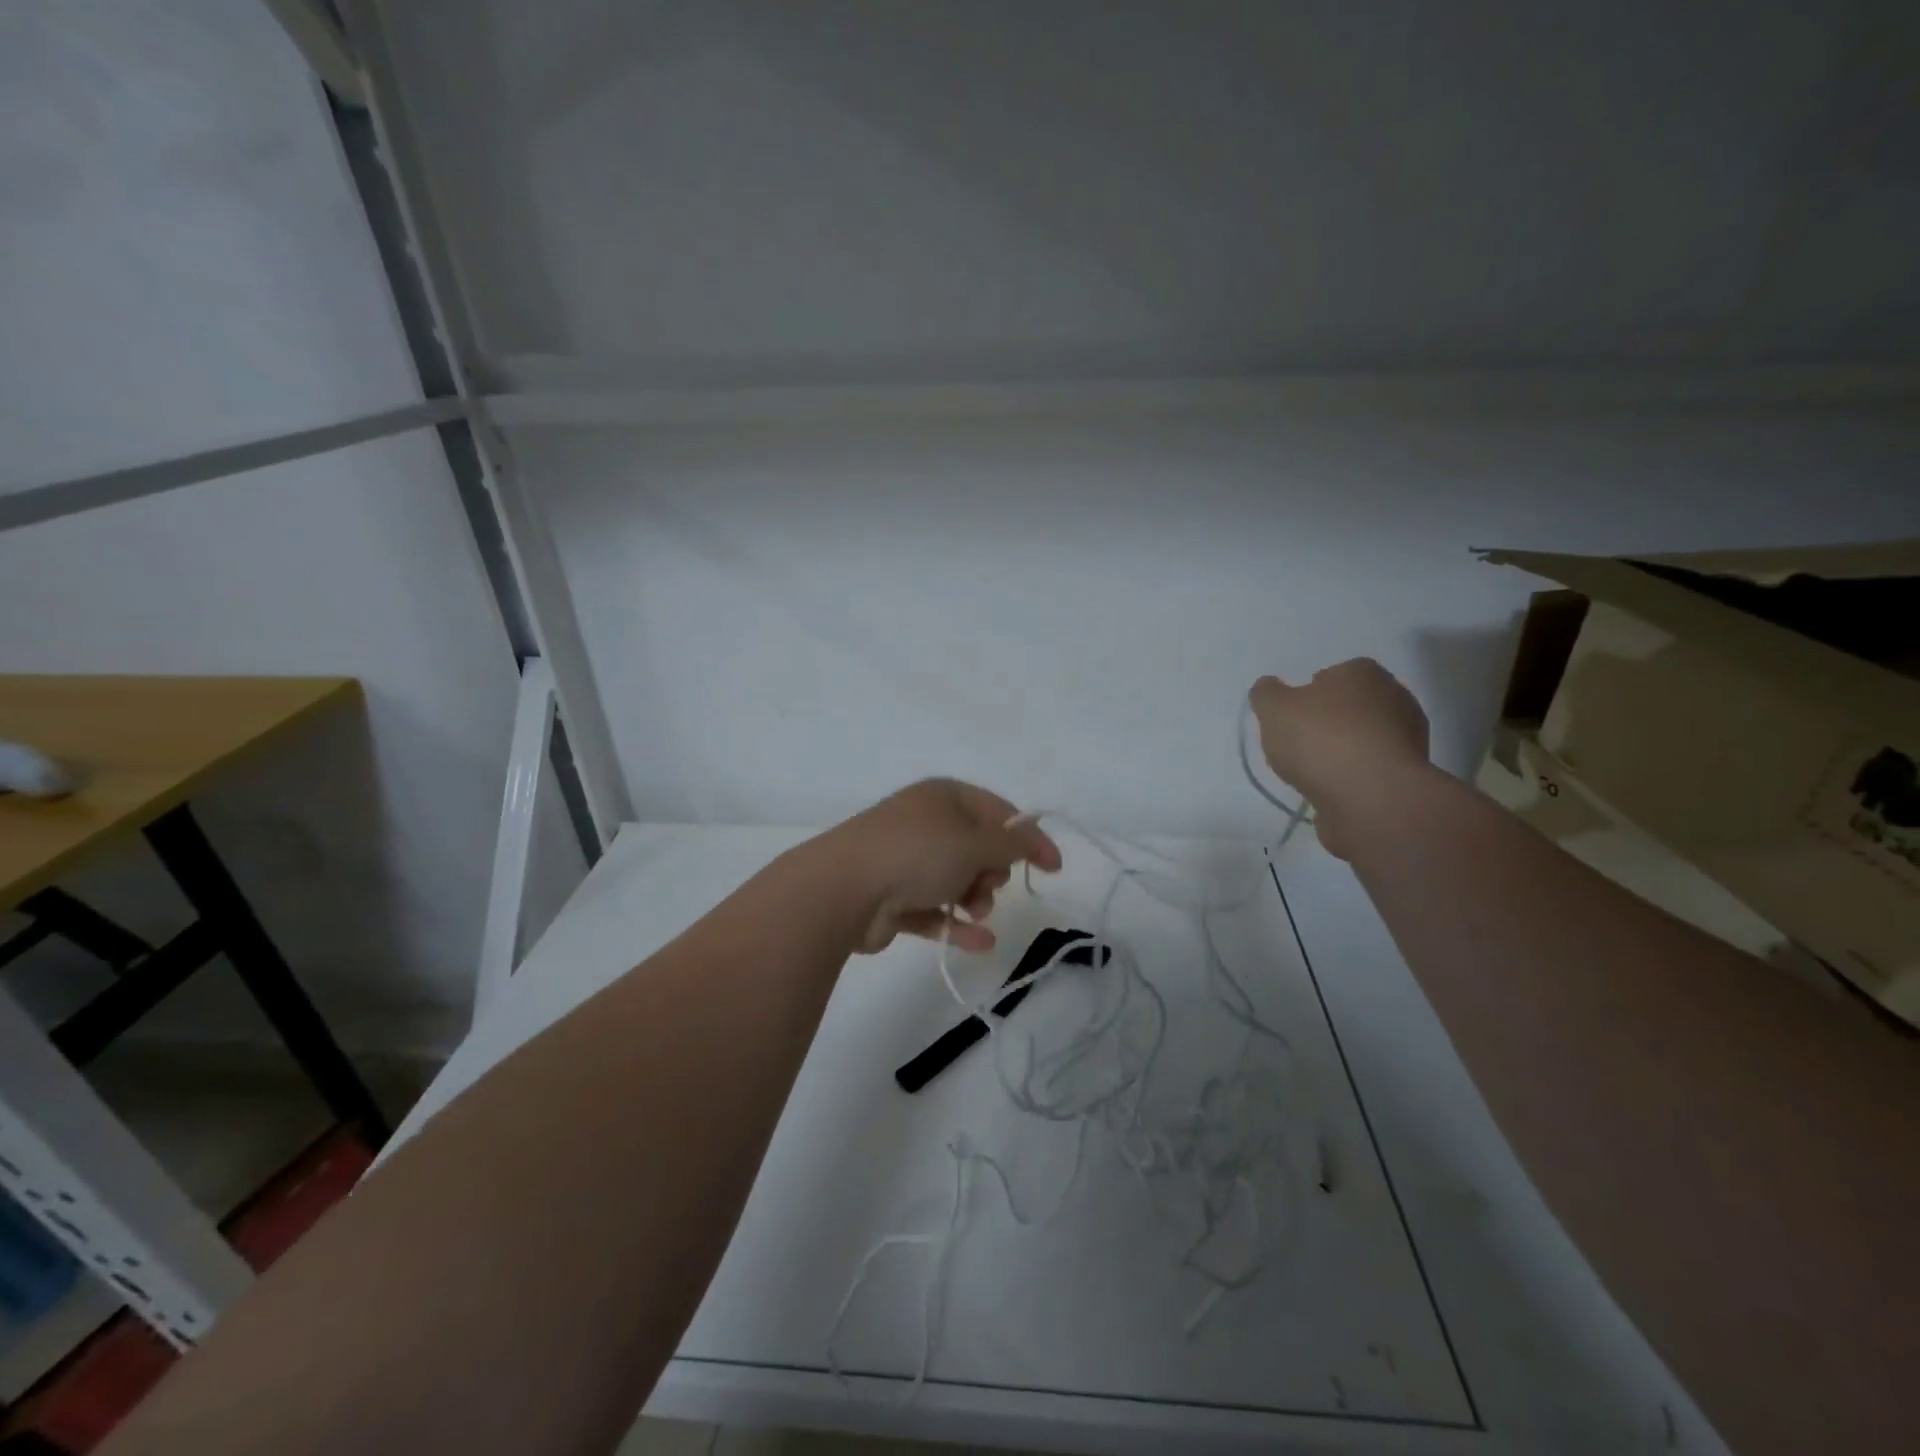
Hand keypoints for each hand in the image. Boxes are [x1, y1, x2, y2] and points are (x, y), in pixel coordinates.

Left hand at [823, 779, 1061, 953]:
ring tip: (975, 910)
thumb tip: (1032, 840)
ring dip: (975, 898)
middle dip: (993, 871)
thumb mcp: (975, 842)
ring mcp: (905, 861)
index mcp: (944, 797)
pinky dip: (956, 924)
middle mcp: (925, 823)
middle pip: (977, 848)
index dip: (1028, 836)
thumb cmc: (917, 853)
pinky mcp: (893, 898)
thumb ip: (1012, 844)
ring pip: (956, 880)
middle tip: (990, 884)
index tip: (1053, 867)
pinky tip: (979, 943)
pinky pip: (934, 910)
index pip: (998, 811)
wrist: (843, 889)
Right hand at [1249, 659, 1431, 859]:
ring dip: (1344, 751)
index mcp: (1363, 673)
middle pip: (1351, 706)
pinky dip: (1354, 776)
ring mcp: (1408, 737)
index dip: (1310, 693)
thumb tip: (1269, 688)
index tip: (1293, 716)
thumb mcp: (1274, 709)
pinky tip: (1334, 789)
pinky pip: (1372, 768)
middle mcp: (1395, 697)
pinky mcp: (1409, 774)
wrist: (1371, 797)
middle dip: (1329, 722)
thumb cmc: (1321, 740)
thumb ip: (1266, 694)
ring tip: (1315, 771)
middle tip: (1300, 743)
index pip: (1334, 674)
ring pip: (1365, 738)